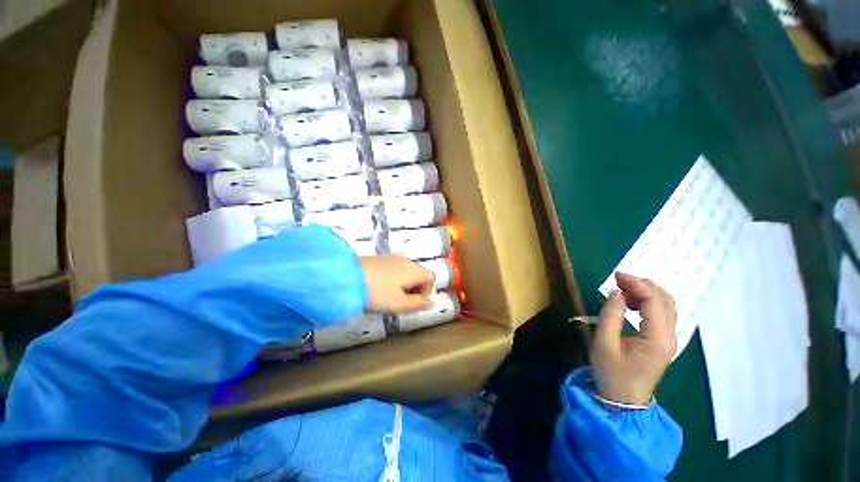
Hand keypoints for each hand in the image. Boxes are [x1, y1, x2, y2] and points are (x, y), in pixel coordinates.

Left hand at [361, 256, 434, 312]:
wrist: (347, 276)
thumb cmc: (377, 292)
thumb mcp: (399, 303)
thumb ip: (417, 304)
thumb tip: (430, 303)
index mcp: (414, 270)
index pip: (431, 277)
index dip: (427, 291)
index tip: (415, 303)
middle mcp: (406, 261)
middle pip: (419, 274)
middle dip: (415, 289)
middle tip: (402, 302)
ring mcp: (392, 258)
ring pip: (406, 272)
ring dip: (404, 285)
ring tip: (390, 296)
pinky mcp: (380, 259)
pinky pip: (395, 269)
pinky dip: (394, 279)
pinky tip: (380, 287)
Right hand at [591, 272, 676, 404]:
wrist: (622, 401)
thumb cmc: (611, 373)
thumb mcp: (603, 344)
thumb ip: (610, 315)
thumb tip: (617, 293)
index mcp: (657, 339)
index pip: (654, 301)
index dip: (637, 284)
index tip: (616, 275)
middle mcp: (669, 337)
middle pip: (665, 301)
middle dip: (643, 285)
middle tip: (618, 279)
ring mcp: (668, 339)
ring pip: (665, 306)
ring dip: (646, 292)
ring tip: (622, 289)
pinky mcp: (661, 341)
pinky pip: (660, 314)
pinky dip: (647, 302)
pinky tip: (630, 303)